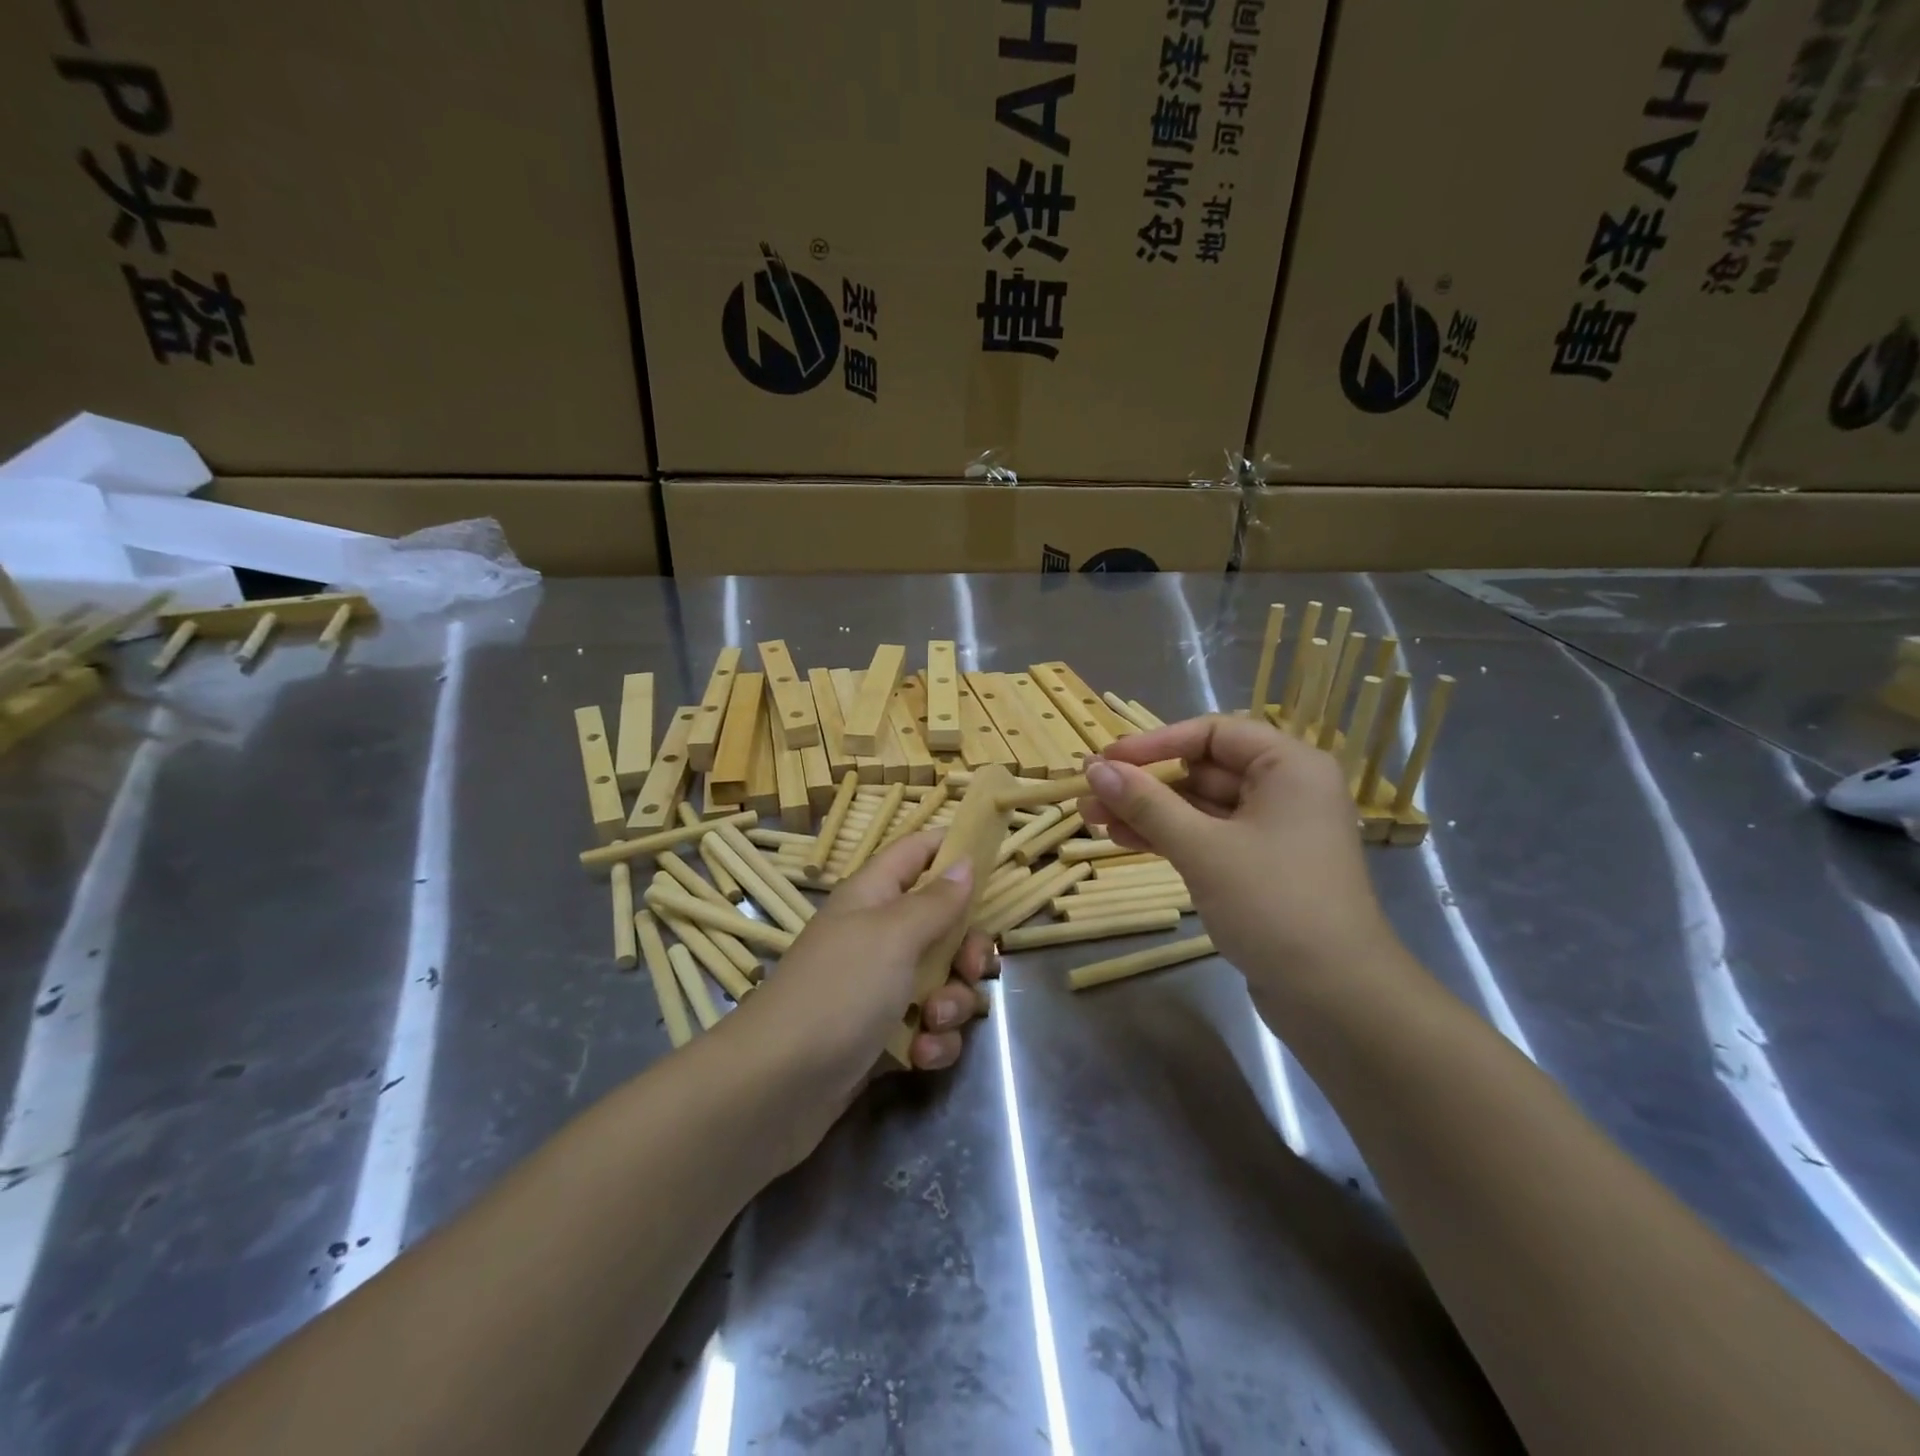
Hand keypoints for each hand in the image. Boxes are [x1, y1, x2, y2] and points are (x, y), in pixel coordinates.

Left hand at [729, 831, 994, 1105]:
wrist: (776, 1087)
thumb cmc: (839, 991)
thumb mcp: (893, 935)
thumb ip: (935, 901)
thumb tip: (964, 862)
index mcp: (874, 896)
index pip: (917, 852)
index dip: (952, 849)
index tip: (993, 863)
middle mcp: (878, 935)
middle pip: (944, 924)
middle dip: (968, 949)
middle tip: (971, 968)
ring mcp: (879, 987)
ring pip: (943, 980)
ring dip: (952, 1003)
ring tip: (933, 1021)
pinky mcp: (882, 1035)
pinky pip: (928, 1026)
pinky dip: (932, 1041)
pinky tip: (920, 1056)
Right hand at [1078, 716, 1402, 1007]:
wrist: (1336, 998)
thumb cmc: (1274, 904)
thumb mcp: (1202, 848)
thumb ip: (1146, 803)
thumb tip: (1095, 768)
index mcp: (1289, 766)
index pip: (1213, 733)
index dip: (1154, 743)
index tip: (1106, 760)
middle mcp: (1285, 789)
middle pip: (1203, 769)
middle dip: (1144, 783)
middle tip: (1090, 795)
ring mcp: (1273, 831)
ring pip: (1200, 807)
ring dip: (1149, 812)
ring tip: (1094, 820)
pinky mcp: (1261, 868)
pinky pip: (1208, 837)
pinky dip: (1169, 837)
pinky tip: (1125, 840)